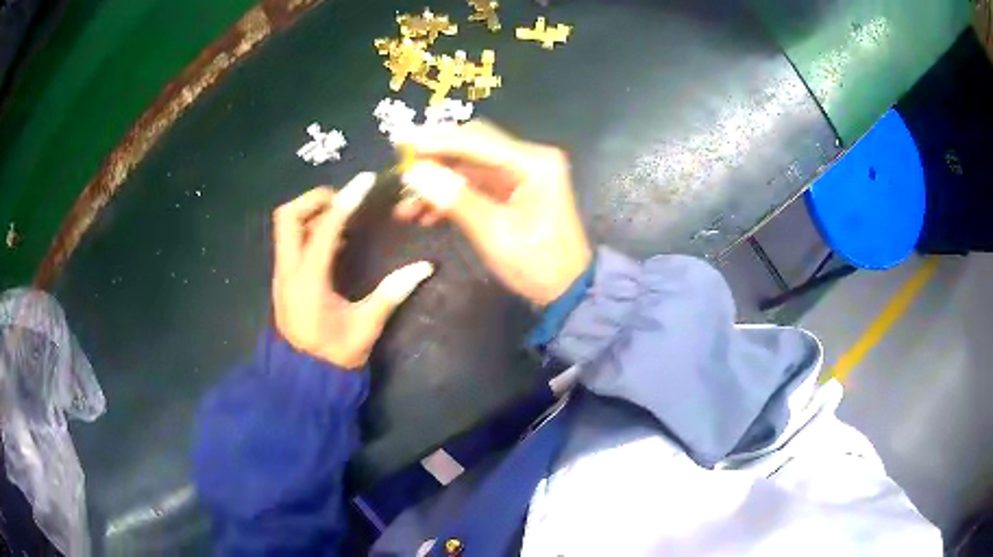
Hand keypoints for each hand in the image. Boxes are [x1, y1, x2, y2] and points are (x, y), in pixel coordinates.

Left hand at [272, 173, 433, 368]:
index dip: (346, 200)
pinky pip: (290, 242)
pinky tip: (334, 242)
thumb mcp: (365, 327)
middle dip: (315, 199)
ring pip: (285, 227)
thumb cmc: (334, 356)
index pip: (324, 228)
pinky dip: (308, 230)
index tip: (365, 181)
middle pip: (287, 216)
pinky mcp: (283, 279)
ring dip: (310, 213)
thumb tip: (425, 267)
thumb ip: (391, 293)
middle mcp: (288, 271)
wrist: (302, 380)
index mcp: (309, 280)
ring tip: (342, 218)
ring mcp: (281, 274)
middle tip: (344, 201)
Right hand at [396, 121, 591, 305]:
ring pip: (468, 167)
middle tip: (400, 169)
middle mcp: (529, 159)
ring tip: (405, 206)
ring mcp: (521, 174)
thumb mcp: (494, 234)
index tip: (400, 142)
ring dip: (438, 181)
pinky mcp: (513, 189)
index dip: (435, 141)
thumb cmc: (538, 265)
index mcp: (533, 163)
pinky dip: (451, 195)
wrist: (567, 290)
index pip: (476, 141)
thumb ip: (455, 199)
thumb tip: (414, 173)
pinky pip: (475, 184)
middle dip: (434, 158)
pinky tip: (425, 214)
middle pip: (472, 146)